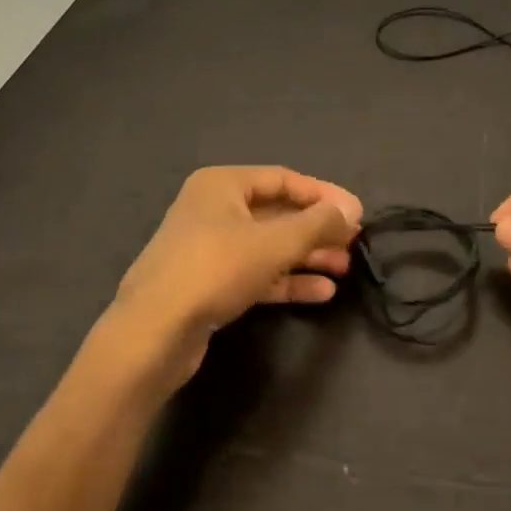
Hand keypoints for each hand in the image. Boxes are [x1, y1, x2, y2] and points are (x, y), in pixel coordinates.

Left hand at [101, 166, 361, 388]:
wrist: (154, 331)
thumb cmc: (216, 269)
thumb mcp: (274, 242)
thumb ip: (317, 223)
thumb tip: (350, 209)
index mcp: (223, 184)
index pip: (284, 179)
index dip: (323, 194)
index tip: (356, 213)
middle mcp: (214, 209)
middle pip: (277, 213)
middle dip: (316, 229)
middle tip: (353, 243)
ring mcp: (209, 247)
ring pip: (268, 245)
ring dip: (306, 256)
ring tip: (343, 269)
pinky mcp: (209, 283)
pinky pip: (256, 273)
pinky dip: (286, 279)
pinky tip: (321, 292)